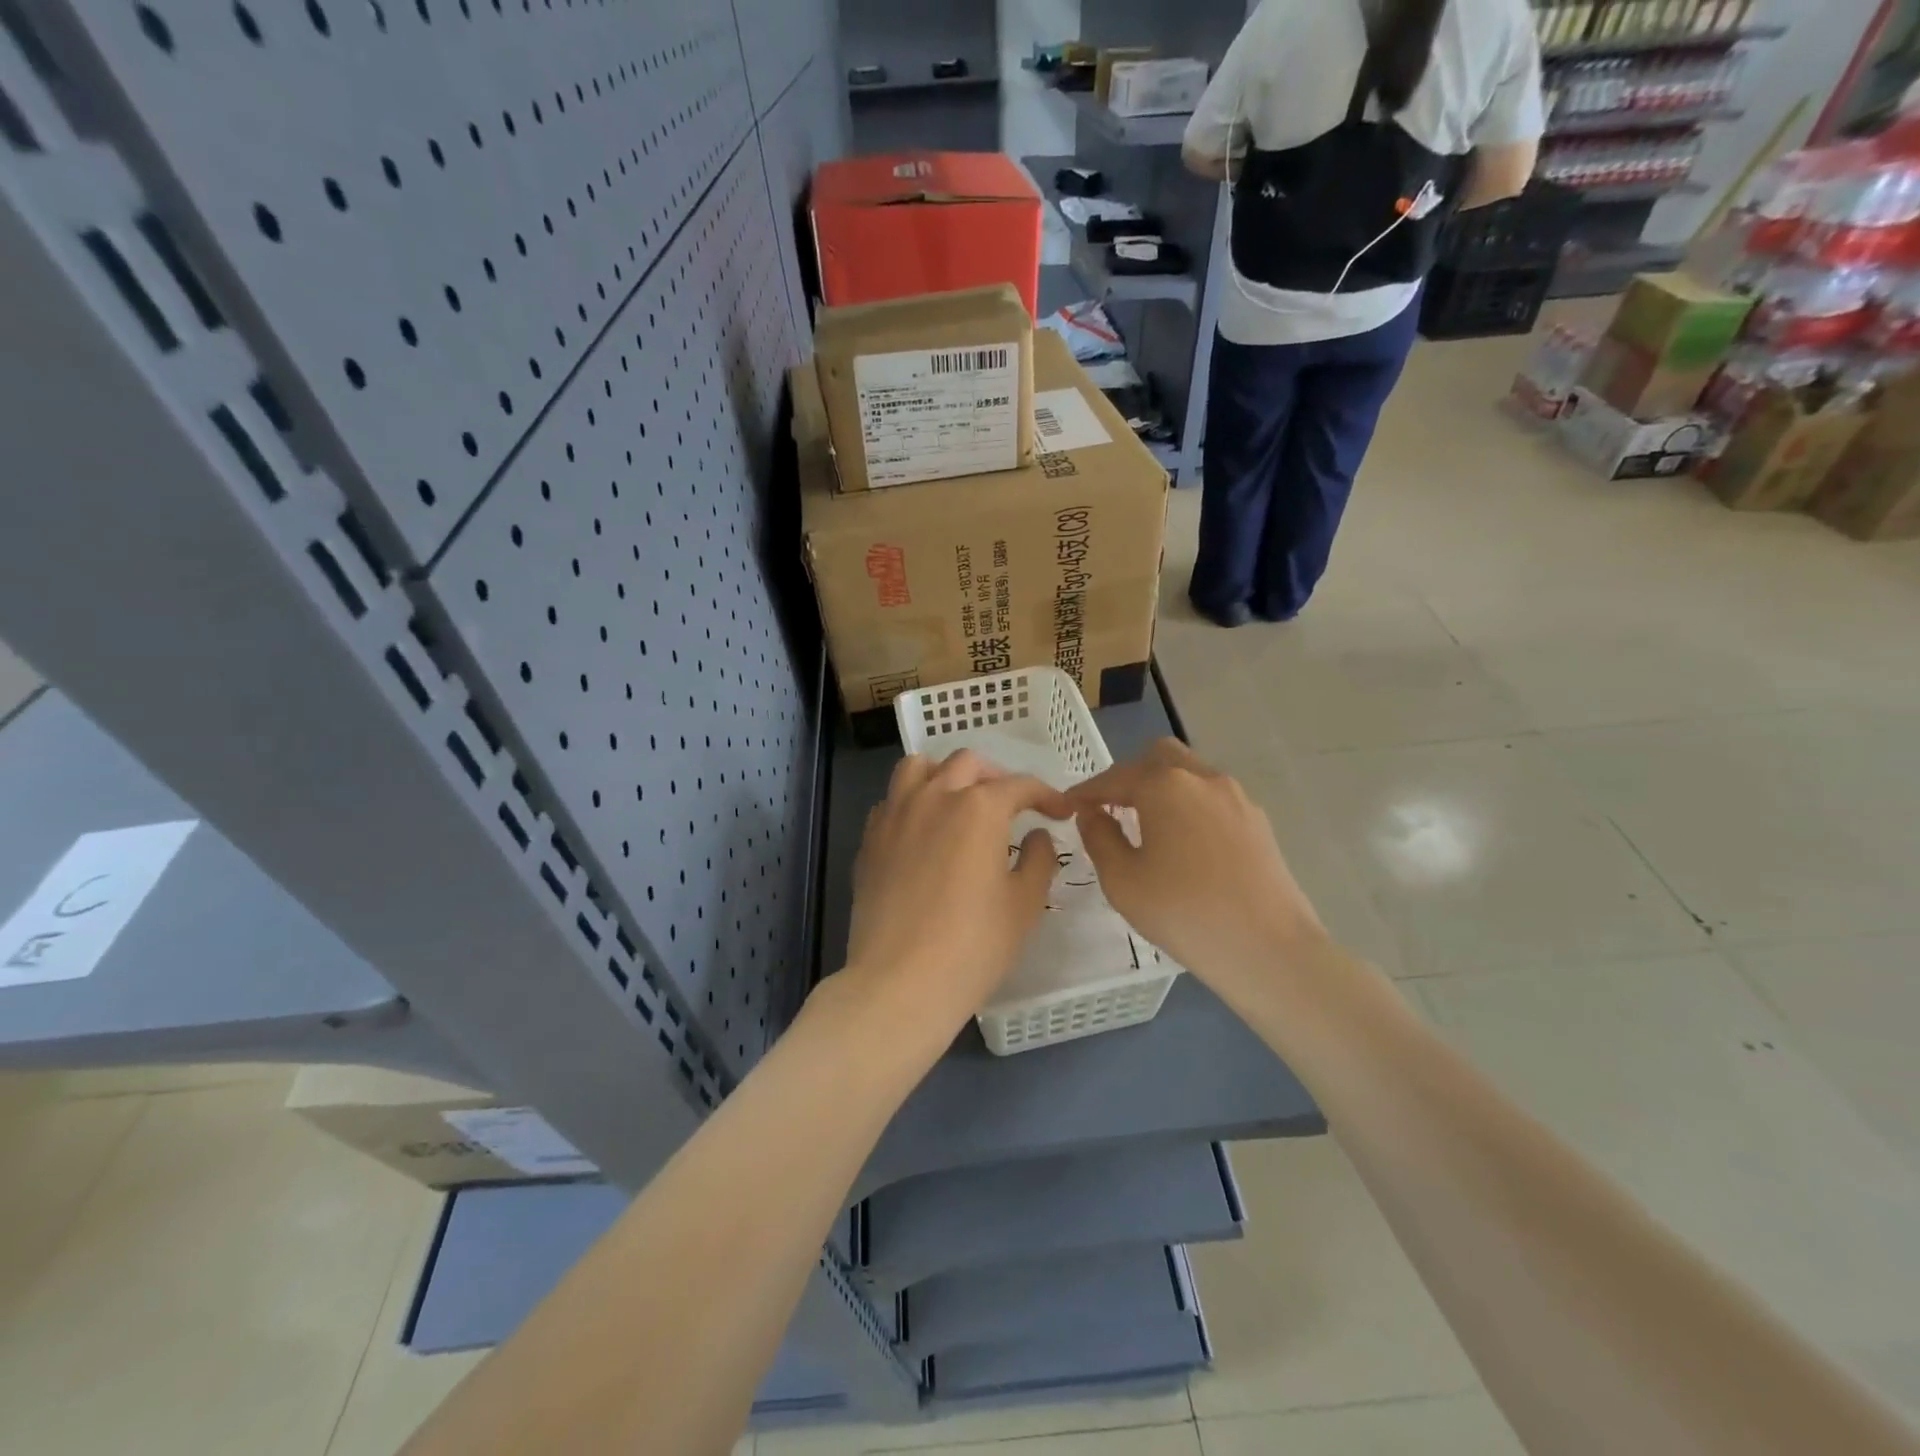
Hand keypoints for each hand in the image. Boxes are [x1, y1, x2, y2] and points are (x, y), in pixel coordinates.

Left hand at [837, 750, 1071, 1039]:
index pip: (1020, 785)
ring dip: (945, 774)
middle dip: (997, 776)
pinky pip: (892, 800)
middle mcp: (935, 797)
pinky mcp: (870, 839)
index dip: (1046, 795)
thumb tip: (1037, 835)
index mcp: (979, 808)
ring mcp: (895, 815)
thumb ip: (1039, 859)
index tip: (1060, 812)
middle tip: (1012, 805)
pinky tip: (923, 832)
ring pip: (919, 767)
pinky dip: (912, 802)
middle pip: (968, 763)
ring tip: (959, 801)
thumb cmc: (973, 946)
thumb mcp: (1024, 904)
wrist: (899, 982)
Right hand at [1067, 739, 1326, 994]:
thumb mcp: (1122, 880)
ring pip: (1190, 774)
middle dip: (1130, 776)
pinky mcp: (1258, 822)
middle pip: (1158, 758)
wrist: (1268, 949)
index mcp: (1165, 785)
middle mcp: (1203, 778)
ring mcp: (1237, 797)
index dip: (1087, 791)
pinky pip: (1212, 798)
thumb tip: (1093, 814)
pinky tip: (1183, 843)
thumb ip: (1099, 837)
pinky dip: (1189, 806)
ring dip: (1162, 789)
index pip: (1115, 777)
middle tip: (1111, 808)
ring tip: (1146, 825)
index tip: (1069, 807)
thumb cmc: (1183, 912)